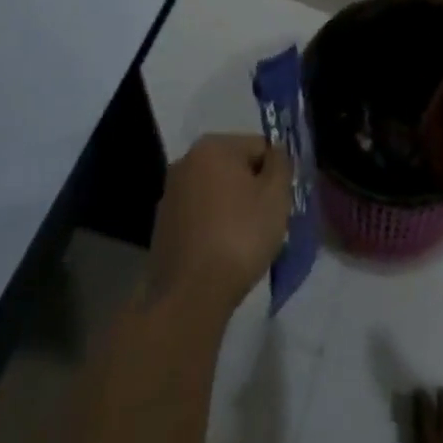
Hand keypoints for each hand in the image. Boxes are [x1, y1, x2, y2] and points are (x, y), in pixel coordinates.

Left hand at [147, 133, 291, 317]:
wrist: (190, 297)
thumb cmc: (239, 237)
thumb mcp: (276, 195)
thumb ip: (281, 163)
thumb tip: (276, 151)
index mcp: (212, 146)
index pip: (259, 147)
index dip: (275, 174)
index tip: (279, 203)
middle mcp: (186, 161)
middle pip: (235, 167)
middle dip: (252, 189)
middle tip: (265, 222)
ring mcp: (170, 194)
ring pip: (216, 192)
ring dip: (232, 207)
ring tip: (243, 242)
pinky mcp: (161, 225)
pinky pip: (200, 215)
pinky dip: (213, 226)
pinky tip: (221, 252)